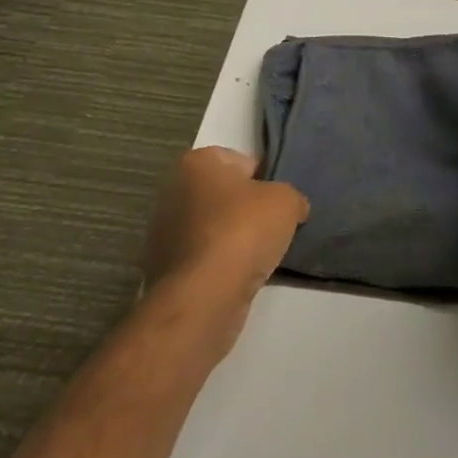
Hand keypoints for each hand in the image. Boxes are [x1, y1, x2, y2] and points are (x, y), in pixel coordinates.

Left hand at [143, 147, 308, 335]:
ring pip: (214, 228)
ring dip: (234, 240)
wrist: (205, 295)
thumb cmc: (244, 231)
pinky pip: (204, 258)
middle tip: (272, 228)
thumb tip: (293, 208)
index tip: (279, 203)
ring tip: (259, 257)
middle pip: (225, 196)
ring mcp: (164, 232)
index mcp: (197, 162)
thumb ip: (291, 197)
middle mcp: (173, 190)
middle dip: (246, 210)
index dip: (265, 181)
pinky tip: (240, 277)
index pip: (241, 162)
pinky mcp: (164, 269)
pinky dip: (220, 265)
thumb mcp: (286, 201)